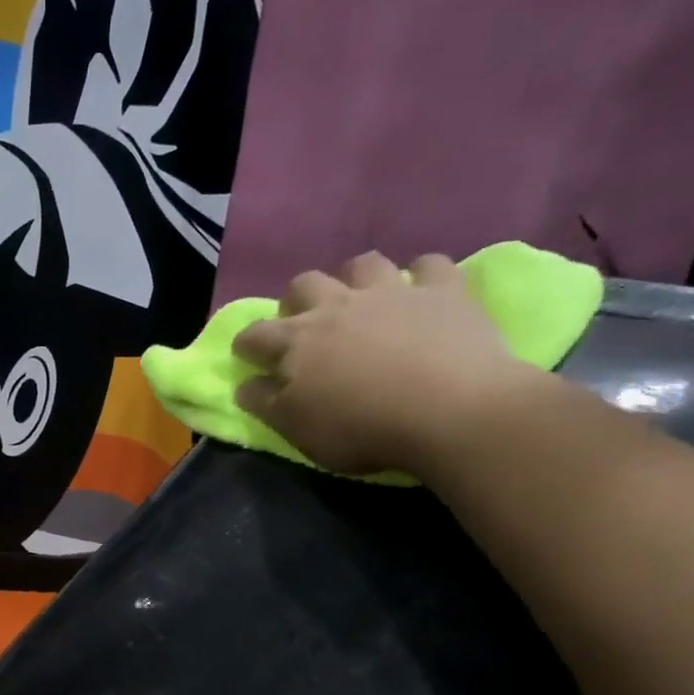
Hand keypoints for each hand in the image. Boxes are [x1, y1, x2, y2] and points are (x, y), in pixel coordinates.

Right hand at [232, 252, 539, 476]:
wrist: (449, 411)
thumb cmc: (362, 427)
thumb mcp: (298, 429)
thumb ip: (266, 404)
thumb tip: (244, 385)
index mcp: (297, 341)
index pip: (256, 335)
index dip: (246, 345)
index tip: (246, 357)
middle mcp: (337, 305)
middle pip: (304, 285)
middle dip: (296, 301)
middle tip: (305, 324)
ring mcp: (392, 293)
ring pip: (362, 265)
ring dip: (354, 278)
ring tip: (361, 300)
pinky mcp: (443, 292)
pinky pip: (431, 265)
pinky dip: (423, 275)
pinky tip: (423, 291)